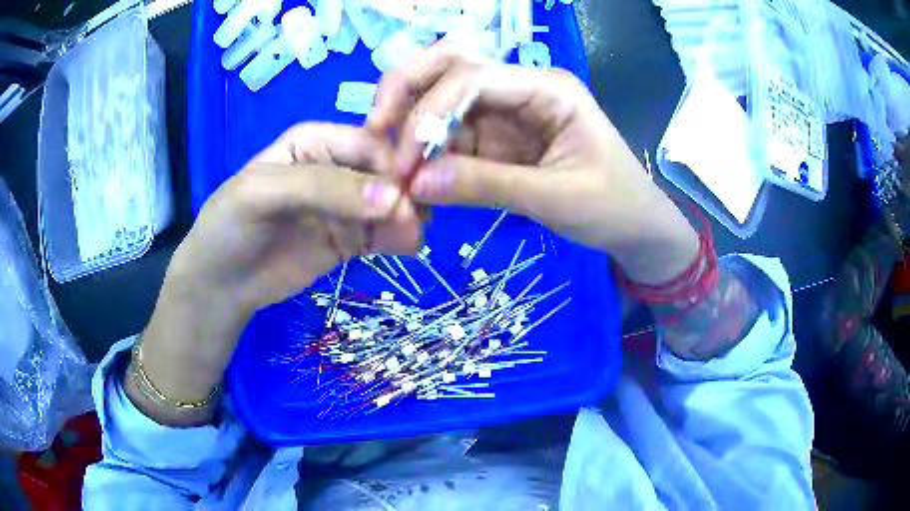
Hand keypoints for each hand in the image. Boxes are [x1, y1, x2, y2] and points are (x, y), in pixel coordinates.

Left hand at [173, 123, 421, 310]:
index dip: (393, 163)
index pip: (368, 143)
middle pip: (386, 173)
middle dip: (404, 193)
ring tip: (410, 238)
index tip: (409, 193)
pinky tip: (406, 247)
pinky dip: (400, 238)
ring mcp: (346, 206)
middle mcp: (337, 167)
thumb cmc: (231, 226)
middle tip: (413, 221)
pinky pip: (385, 234)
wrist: (221, 284)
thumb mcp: (264, 194)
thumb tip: (392, 197)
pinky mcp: (351, 239)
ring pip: (391, 204)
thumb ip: (324, 189)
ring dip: (408, 217)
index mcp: (316, 141)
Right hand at [368, 45, 697, 284]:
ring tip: (387, 159)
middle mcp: (522, 87)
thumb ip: (487, 186)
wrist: (637, 227)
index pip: (473, 76)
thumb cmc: (613, 208)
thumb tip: (416, 182)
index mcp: (548, 88)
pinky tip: (410, 172)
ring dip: (411, 122)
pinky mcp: (498, 137)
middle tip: (375, 129)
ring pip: (444, 96)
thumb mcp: (556, 198)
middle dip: (408, 90)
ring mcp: (507, 111)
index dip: (429, 111)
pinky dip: (426, 149)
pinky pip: (452, 133)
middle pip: (452, 64)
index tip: (401, 160)